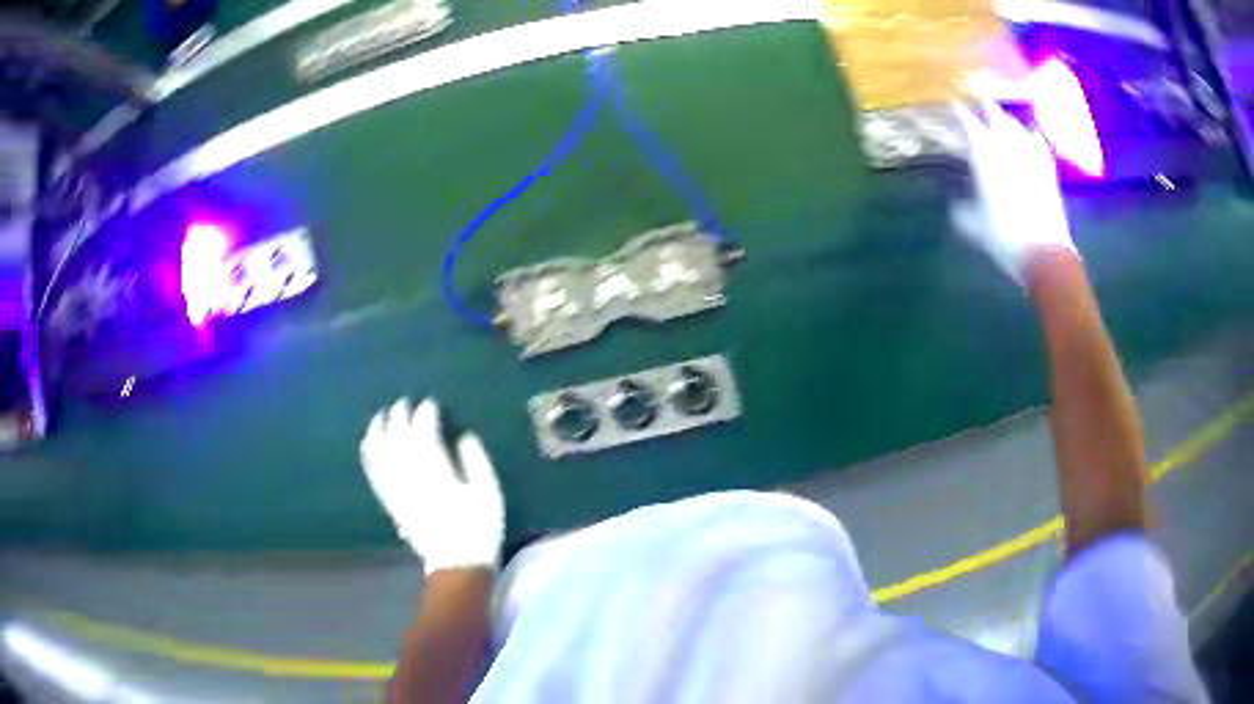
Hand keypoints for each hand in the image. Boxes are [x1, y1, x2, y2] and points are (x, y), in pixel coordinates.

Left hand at [360, 398, 503, 574]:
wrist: (457, 563)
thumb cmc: (478, 528)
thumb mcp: (489, 494)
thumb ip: (476, 461)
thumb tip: (463, 435)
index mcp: (437, 473)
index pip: (424, 433)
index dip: (426, 414)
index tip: (431, 403)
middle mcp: (411, 477)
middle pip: (398, 437)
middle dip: (400, 415)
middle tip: (406, 402)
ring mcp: (397, 489)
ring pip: (380, 452)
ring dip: (379, 429)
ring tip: (383, 415)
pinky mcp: (390, 500)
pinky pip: (373, 471)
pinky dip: (369, 452)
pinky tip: (369, 441)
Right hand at [952, 98, 1075, 283]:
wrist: (1045, 253)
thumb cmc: (1005, 237)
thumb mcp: (974, 226)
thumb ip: (962, 209)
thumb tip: (956, 202)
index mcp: (984, 154)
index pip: (968, 123)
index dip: (959, 111)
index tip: (952, 103)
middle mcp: (1007, 146)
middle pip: (995, 114)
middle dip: (985, 104)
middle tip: (977, 96)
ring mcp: (1030, 155)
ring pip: (1016, 125)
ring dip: (1007, 118)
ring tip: (1001, 116)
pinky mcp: (1047, 169)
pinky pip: (1038, 143)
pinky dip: (1032, 135)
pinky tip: (1031, 133)